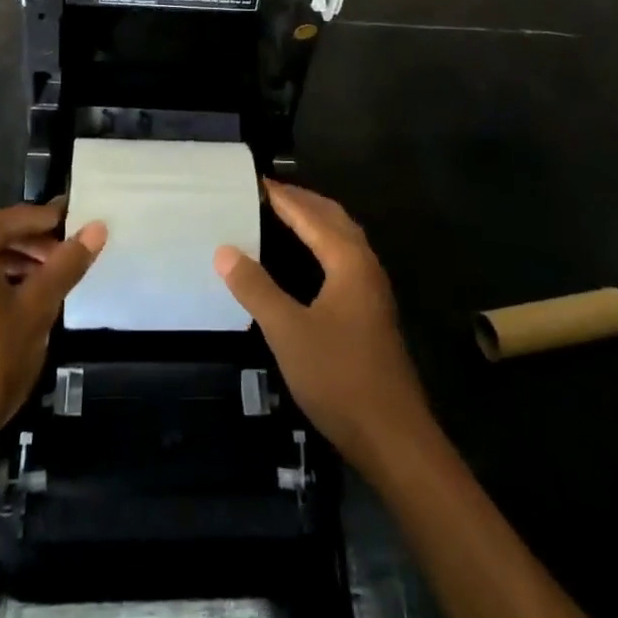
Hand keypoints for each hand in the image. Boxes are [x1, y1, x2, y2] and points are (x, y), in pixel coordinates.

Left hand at [0, 200, 104, 451]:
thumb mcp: (37, 308)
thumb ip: (67, 263)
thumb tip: (97, 227)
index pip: (16, 216)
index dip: (49, 219)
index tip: (78, 222)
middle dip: (32, 240)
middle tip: (66, 255)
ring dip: (14, 259)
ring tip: (47, 278)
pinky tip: (18, 297)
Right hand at [215, 180, 430, 471]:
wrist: (393, 436)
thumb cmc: (339, 377)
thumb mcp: (288, 331)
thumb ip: (256, 288)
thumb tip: (225, 250)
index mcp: (348, 261)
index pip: (311, 215)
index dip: (283, 197)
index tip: (257, 181)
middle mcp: (365, 266)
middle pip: (334, 219)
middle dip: (303, 201)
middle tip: (269, 193)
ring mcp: (372, 290)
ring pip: (344, 238)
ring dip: (316, 221)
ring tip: (284, 216)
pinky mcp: (372, 312)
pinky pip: (345, 258)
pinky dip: (324, 244)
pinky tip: (308, 261)